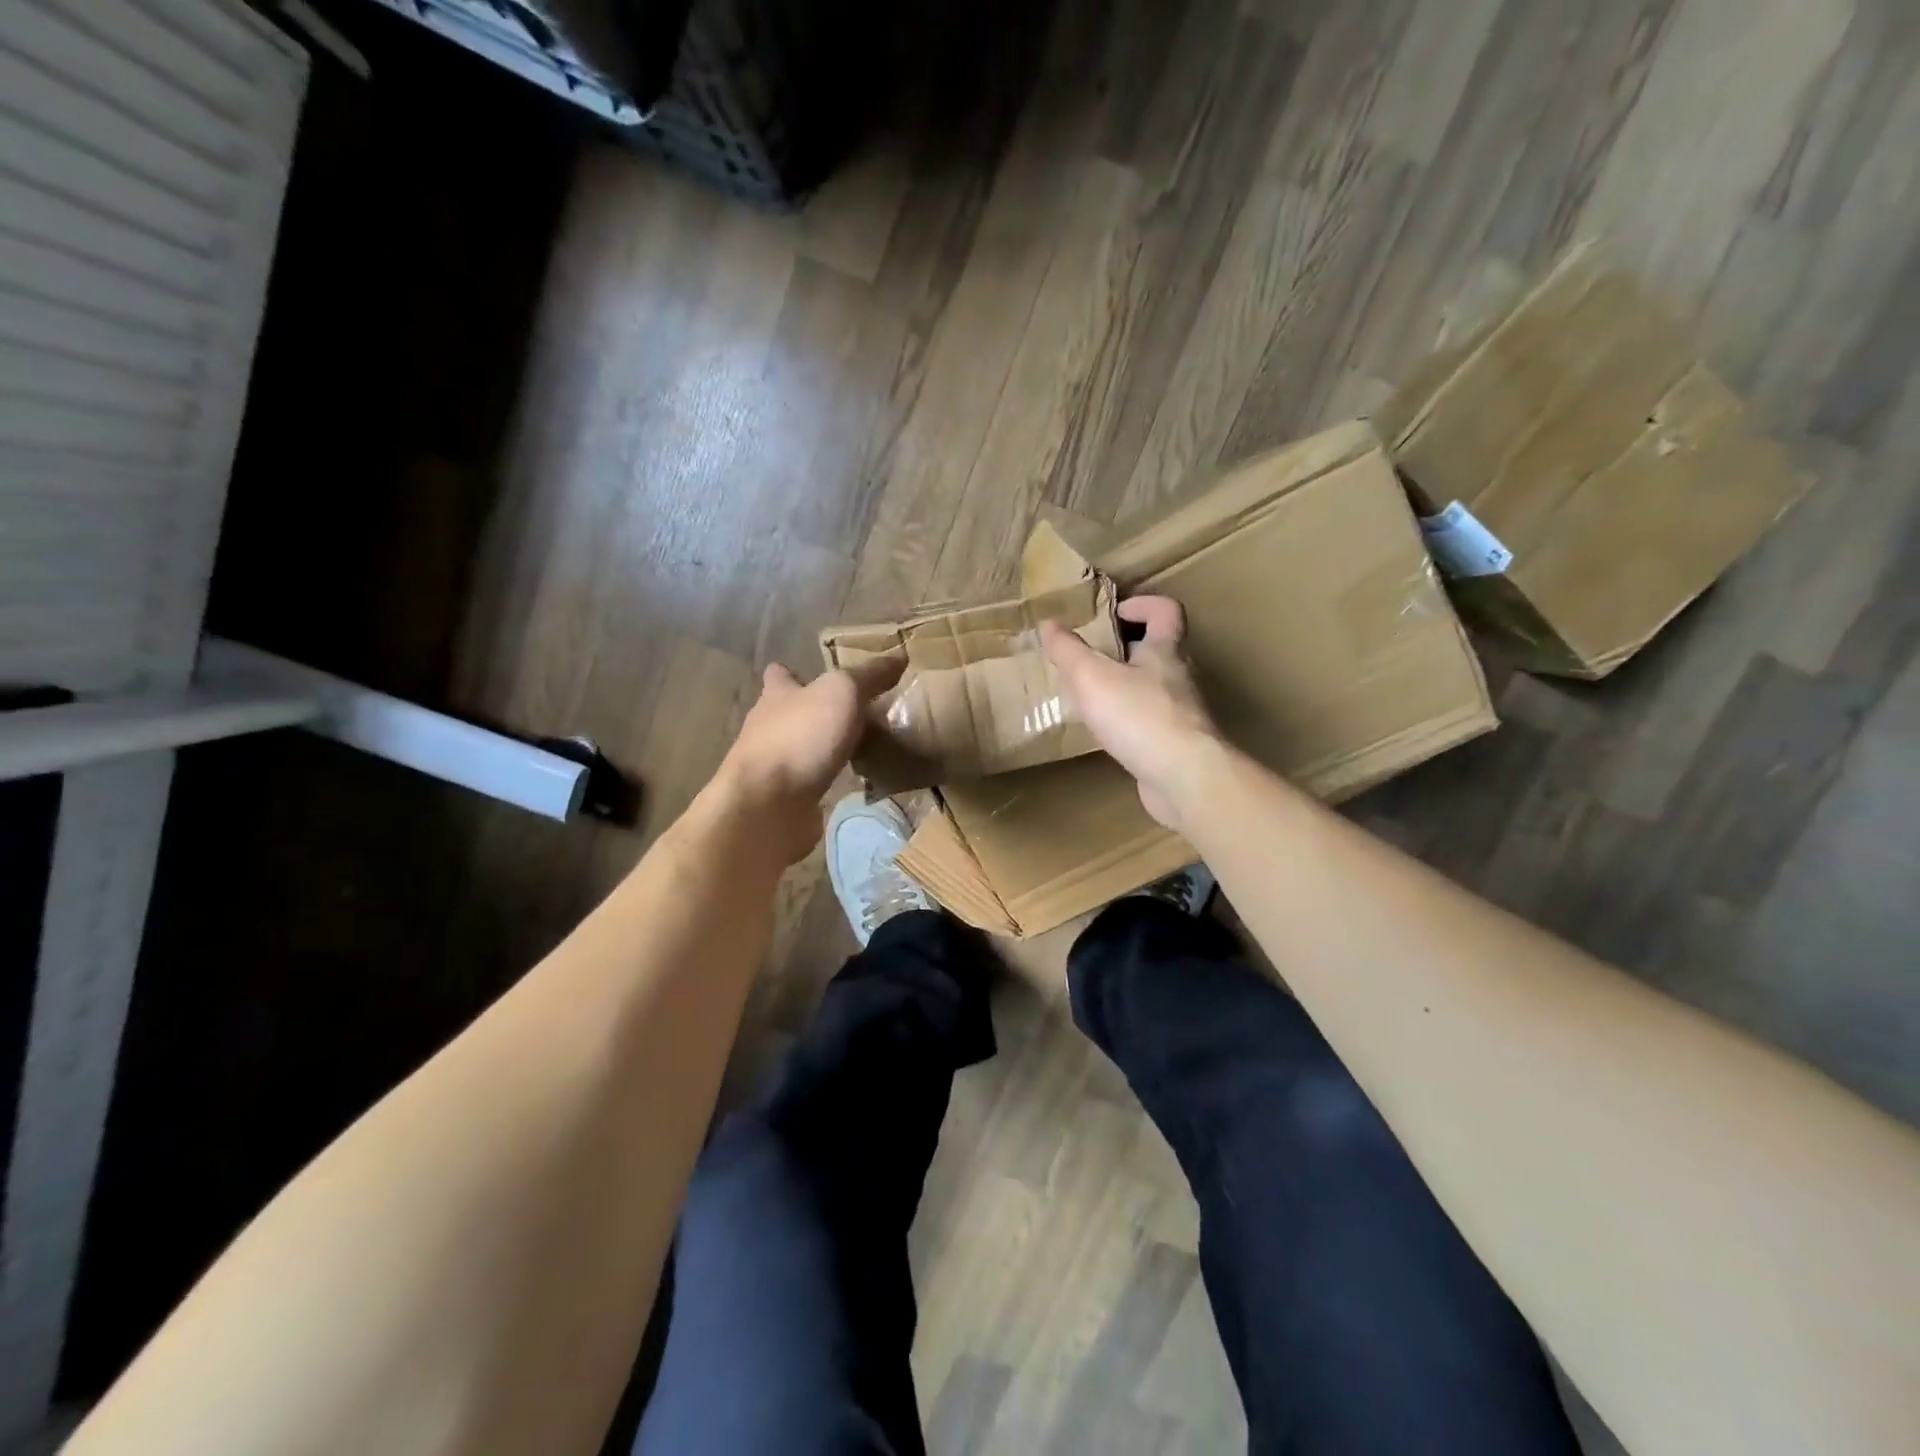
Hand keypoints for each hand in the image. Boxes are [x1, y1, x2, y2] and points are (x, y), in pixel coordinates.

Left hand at [711, 658, 903, 865]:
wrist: (768, 806)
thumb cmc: (800, 738)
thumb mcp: (842, 693)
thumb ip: (869, 676)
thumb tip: (899, 657)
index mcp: (777, 695)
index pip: (780, 674)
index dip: (795, 673)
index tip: (821, 676)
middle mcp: (768, 727)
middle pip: (792, 713)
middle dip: (818, 713)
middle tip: (859, 715)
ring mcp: (772, 766)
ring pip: (802, 749)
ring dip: (825, 749)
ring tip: (864, 749)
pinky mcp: (783, 799)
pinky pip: (811, 783)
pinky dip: (829, 782)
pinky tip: (853, 784)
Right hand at [1039, 596, 1223, 832]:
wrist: (1184, 778)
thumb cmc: (1139, 716)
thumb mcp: (1092, 677)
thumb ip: (1068, 650)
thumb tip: (1048, 623)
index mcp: (1165, 650)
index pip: (1166, 610)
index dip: (1143, 604)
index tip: (1114, 613)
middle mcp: (1179, 677)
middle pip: (1159, 649)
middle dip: (1127, 647)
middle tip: (1092, 655)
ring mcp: (1182, 713)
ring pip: (1155, 687)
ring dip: (1127, 685)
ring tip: (1093, 694)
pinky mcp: (1178, 744)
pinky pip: (1152, 721)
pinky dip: (1131, 720)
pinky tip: (1109, 732)